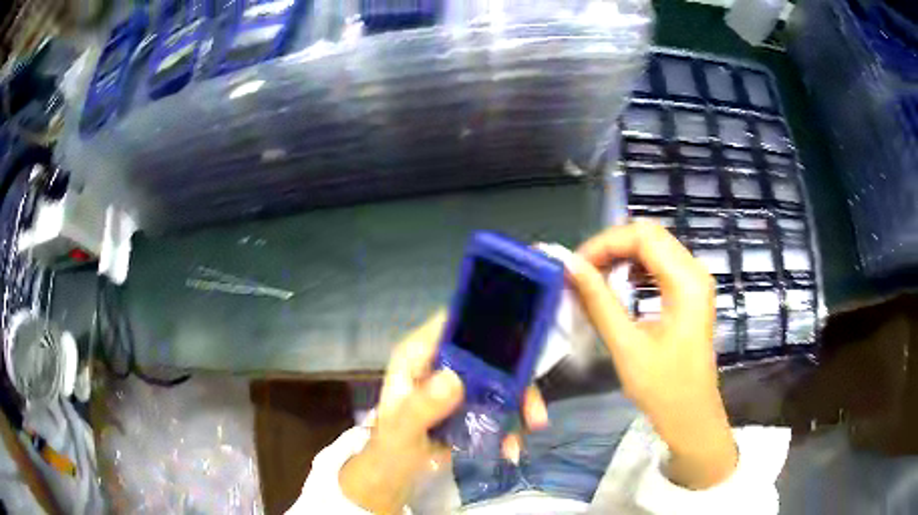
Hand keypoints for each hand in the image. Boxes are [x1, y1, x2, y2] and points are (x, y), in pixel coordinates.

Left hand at [340, 312, 548, 513]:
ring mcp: (459, 386)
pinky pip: (498, 407)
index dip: (486, 324)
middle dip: (517, 376)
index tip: (520, 340)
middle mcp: (443, 364)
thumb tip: (454, 379)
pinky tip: (510, 448)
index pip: (454, 323)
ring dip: (520, 403)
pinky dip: (510, 424)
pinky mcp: (470, 407)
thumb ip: (421, 407)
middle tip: (534, 406)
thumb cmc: (389, 446)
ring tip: (533, 426)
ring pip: (499, 381)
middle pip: (487, 354)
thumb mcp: (401, 430)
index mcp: (419, 356)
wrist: (394, 474)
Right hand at [566, 221, 737, 488]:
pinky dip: (635, 268)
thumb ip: (599, 301)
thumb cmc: (663, 388)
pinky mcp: (690, 293)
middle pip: (649, 235)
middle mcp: (695, 271)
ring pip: (654, 246)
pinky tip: (620, 285)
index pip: (642, 237)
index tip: (574, 266)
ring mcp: (695, 281)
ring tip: (595, 277)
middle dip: (611, 246)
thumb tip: (571, 266)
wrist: (691, 416)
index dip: (604, 244)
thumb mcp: (627, 345)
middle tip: (581, 271)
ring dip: (622, 255)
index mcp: (686, 281)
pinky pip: (660, 265)